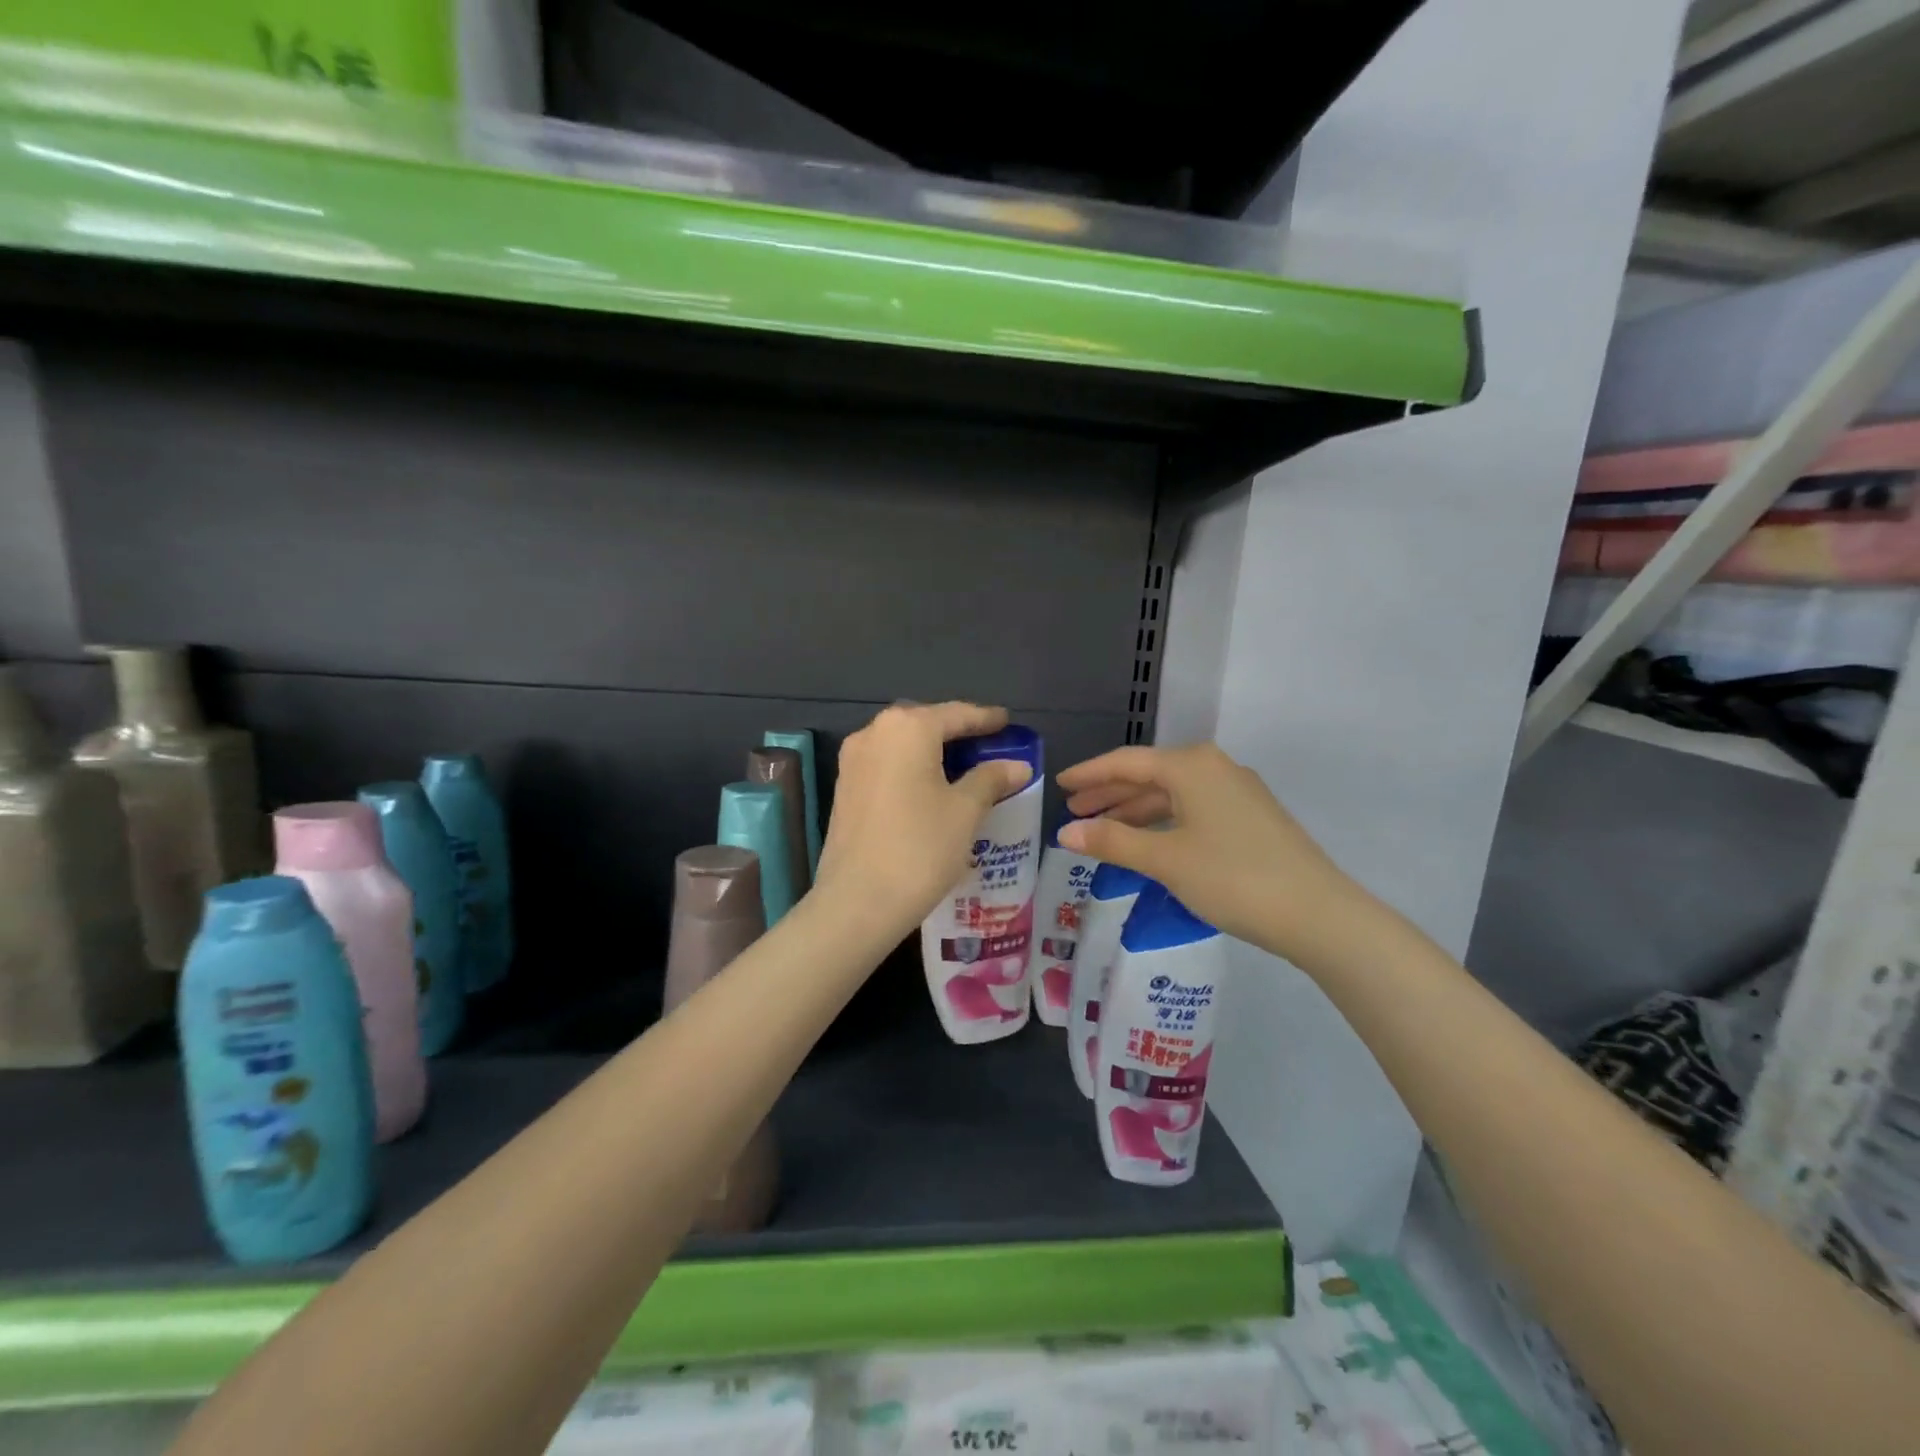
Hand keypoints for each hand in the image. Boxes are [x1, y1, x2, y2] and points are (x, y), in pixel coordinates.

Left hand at [814, 703, 1032, 939]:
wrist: (858, 901)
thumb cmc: (920, 848)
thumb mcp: (965, 811)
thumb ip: (991, 779)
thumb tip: (1017, 765)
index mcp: (907, 728)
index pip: (956, 714)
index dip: (985, 718)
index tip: (1007, 722)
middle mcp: (874, 733)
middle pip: (925, 723)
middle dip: (957, 732)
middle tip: (988, 745)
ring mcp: (853, 761)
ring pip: (903, 744)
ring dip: (933, 751)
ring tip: (964, 767)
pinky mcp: (845, 787)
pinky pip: (887, 764)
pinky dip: (912, 768)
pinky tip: (932, 788)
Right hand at [1056, 743, 1369, 966]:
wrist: (1317, 913)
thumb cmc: (1233, 878)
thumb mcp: (1165, 860)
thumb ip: (1113, 842)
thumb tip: (1064, 833)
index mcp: (1191, 766)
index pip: (1126, 762)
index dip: (1089, 773)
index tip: (1060, 784)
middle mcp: (1214, 767)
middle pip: (1149, 775)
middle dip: (1110, 793)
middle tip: (1074, 810)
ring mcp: (1237, 791)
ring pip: (1172, 794)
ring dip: (1135, 810)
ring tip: (1102, 830)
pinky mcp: (1251, 817)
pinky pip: (1192, 809)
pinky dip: (1163, 821)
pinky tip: (1148, 841)